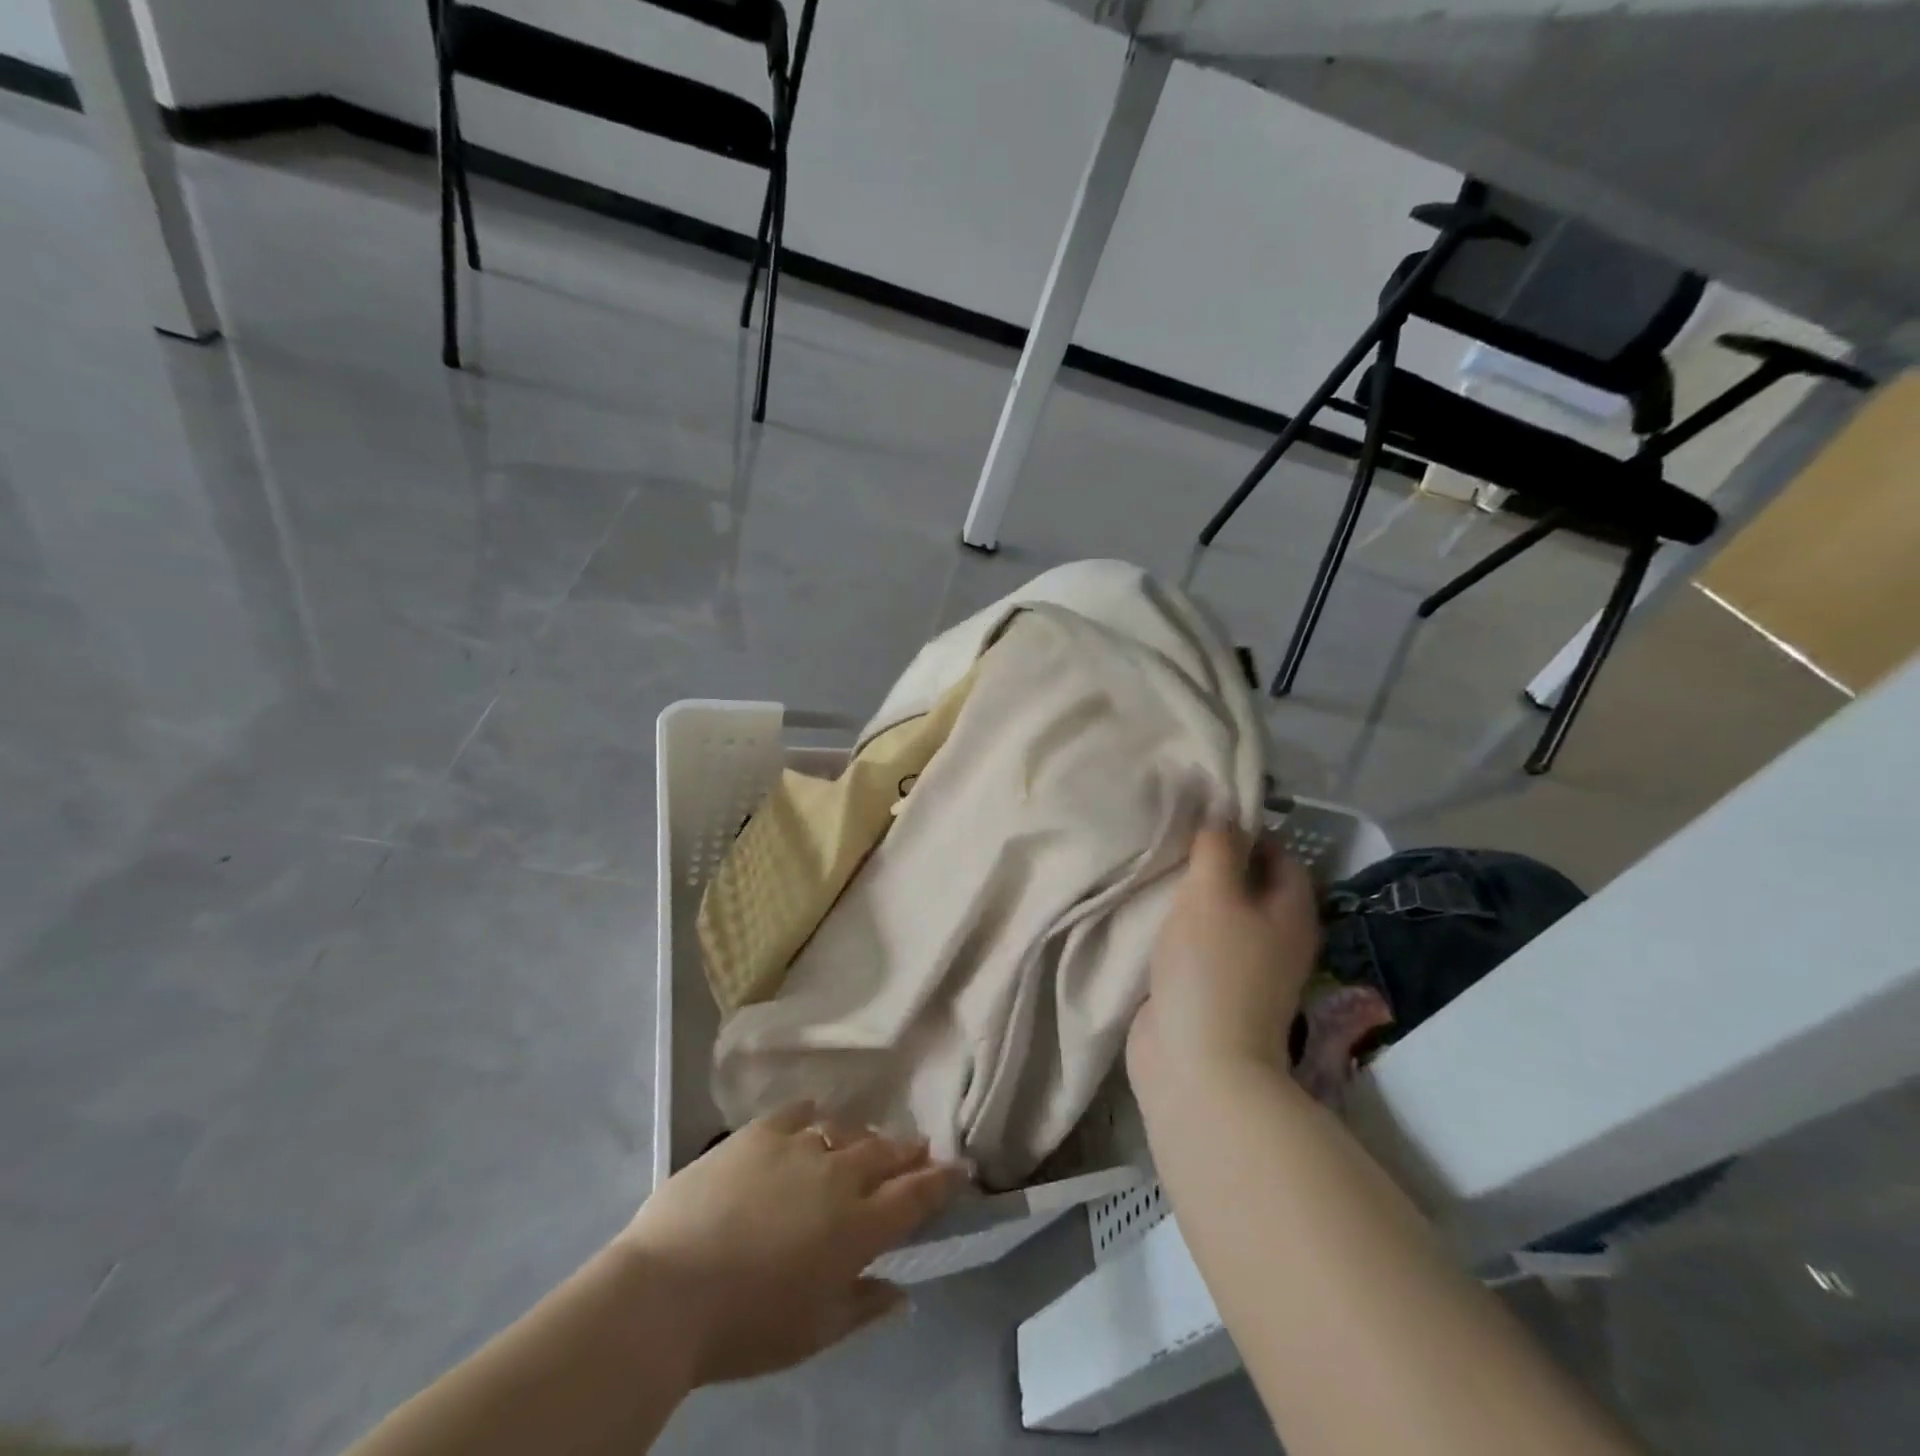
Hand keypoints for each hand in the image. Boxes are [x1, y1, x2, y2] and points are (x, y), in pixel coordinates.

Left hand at [617, 1103, 968, 1384]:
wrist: (669, 1289)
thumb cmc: (746, 1326)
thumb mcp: (814, 1332)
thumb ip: (863, 1305)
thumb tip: (902, 1291)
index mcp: (859, 1227)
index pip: (916, 1195)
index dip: (943, 1180)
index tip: (961, 1167)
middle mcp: (839, 1175)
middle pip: (886, 1153)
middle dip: (908, 1150)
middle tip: (920, 1146)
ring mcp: (799, 1146)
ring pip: (846, 1130)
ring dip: (863, 1136)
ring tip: (867, 1140)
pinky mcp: (759, 1132)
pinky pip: (797, 1112)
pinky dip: (812, 1115)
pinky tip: (813, 1118)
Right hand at [1128, 823, 1320, 1093]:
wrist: (1198, 1063)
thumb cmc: (1212, 967)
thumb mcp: (1213, 893)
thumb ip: (1218, 847)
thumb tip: (1224, 811)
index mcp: (1291, 913)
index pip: (1281, 856)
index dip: (1248, 832)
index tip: (1204, 818)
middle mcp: (1277, 939)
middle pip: (1250, 885)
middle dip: (1216, 862)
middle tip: (1175, 841)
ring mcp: (1246, 969)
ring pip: (1223, 916)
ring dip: (1194, 896)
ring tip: (1158, 870)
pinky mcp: (1213, 990)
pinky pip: (1200, 944)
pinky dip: (1180, 927)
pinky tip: (1151, 914)